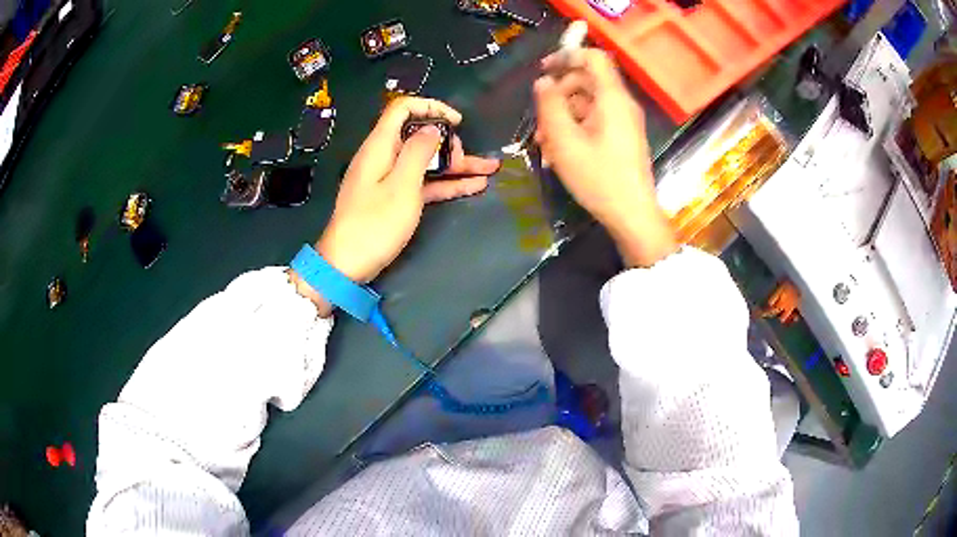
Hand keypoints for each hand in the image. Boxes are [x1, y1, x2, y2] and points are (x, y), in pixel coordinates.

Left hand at [308, 97, 498, 296]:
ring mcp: (390, 178)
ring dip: (455, 164)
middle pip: (418, 135)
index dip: (431, 107)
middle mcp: (384, 157)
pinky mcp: (395, 198)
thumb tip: (431, 128)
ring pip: (425, 161)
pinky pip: (423, 183)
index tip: (457, 121)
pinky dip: (446, 183)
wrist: (347, 265)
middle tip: (463, 158)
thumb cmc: (373, 224)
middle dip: (447, 141)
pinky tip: (474, 186)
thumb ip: (418, 152)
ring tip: (488, 169)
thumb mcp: (401, 186)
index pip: (402, 109)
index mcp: (380, 146)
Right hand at [534, 48, 676, 267]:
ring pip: (588, 103)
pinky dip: (575, 128)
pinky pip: (595, 120)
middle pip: (587, 80)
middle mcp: (621, 104)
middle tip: (539, 115)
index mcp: (612, 98)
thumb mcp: (564, 140)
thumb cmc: (598, 177)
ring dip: (562, 115)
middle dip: (559, 92)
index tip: (543, 69)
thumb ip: (550, 105)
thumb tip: (543, 81)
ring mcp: (624, 121)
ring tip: (543, 141)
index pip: (593, 57)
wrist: (632, 215)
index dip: (567, 56)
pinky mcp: (622, 137)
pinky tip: (559, 151)